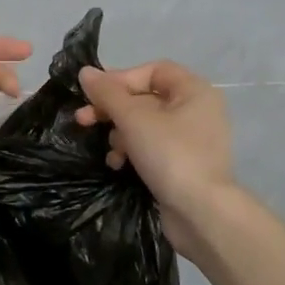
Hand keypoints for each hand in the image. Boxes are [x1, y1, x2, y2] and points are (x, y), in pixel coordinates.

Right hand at [74, 60, 235, 260]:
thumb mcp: (133, 119)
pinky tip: (119, 164)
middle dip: (113, 109)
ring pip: (146, 124)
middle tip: (84, 119)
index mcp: (194, 90)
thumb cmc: (170, 154)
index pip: (152, 71)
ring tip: (110, 150)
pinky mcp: (184, 164)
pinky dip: (133, 151)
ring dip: (121, 133)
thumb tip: (85, 72)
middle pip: (146, 98)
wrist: (201, 213)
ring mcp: (192, 139)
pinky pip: (153, 147)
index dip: (121, 78)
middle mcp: (197, 110)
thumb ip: (107, 93)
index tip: (95, 94)